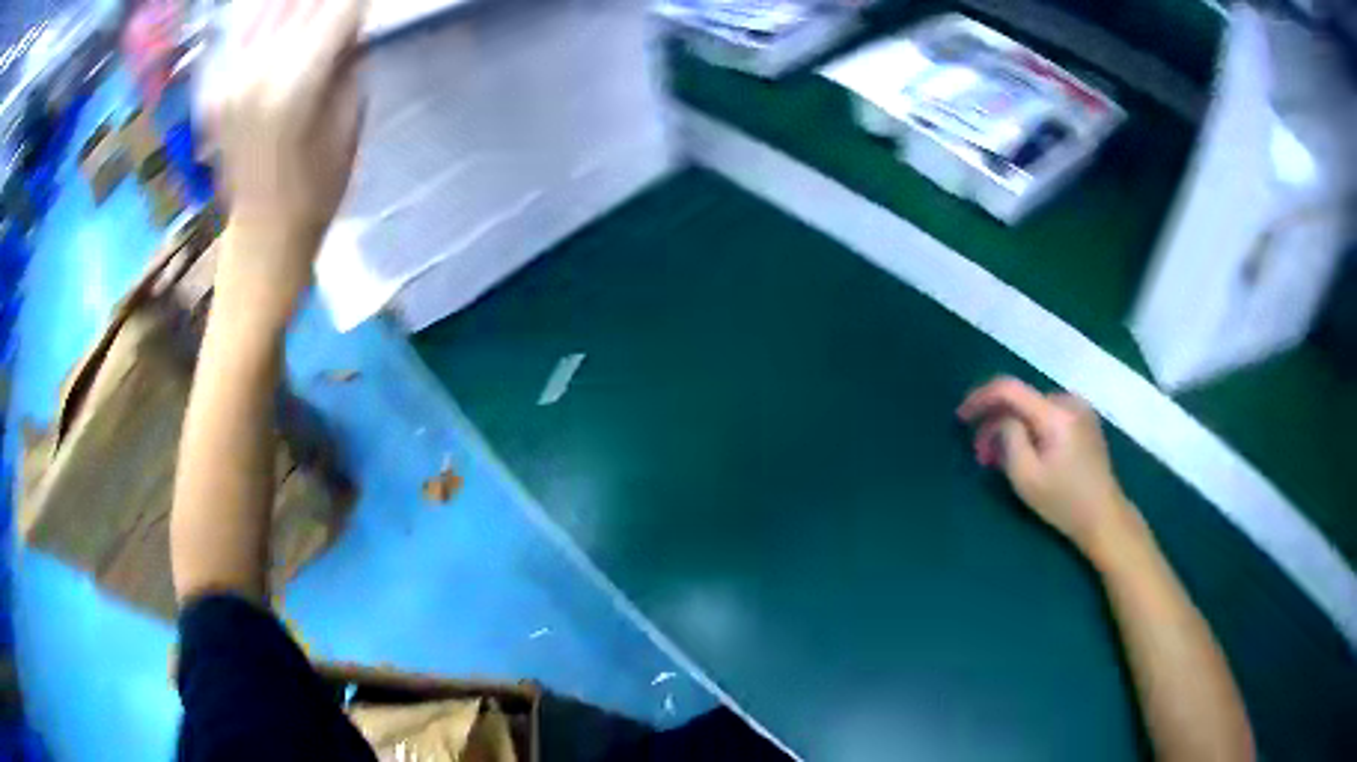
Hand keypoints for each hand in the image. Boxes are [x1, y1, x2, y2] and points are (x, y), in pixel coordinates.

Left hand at [203, 0, 366, 323]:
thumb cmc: (317, 190)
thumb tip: (351, 24)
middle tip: (341, 9)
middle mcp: (255, 71)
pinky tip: (280, 19)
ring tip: (314, 13)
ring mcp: (230, 79)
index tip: (369, 6)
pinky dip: (265, 18)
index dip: (357, 3)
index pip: (339, 9)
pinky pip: (243, 32)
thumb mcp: (349, 122)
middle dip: (325, 3)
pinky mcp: (217, 88)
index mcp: (294, 83)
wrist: (262, 235)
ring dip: (296, 7)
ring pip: (268, 9)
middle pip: (301, 2)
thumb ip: (349, 61)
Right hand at [958, 377, 1138, 559]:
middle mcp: (1069, 401)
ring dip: (1013, 428)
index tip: (961, 418)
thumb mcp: (1026, 477)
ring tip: (1002, 460)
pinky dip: (1032, 430)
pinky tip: (1026, 453)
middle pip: (1021, 401)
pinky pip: (1048, 416)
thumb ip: (1009, 439)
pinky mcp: (1085, 421)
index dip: (981, 398)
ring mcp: (1080, 410)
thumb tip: (1002, 421)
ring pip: (1033, 410)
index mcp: (1055, 413)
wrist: (1104, 516)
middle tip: (981, 456)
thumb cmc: (1064, 502)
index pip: (1009, 389)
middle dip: (997, 423)